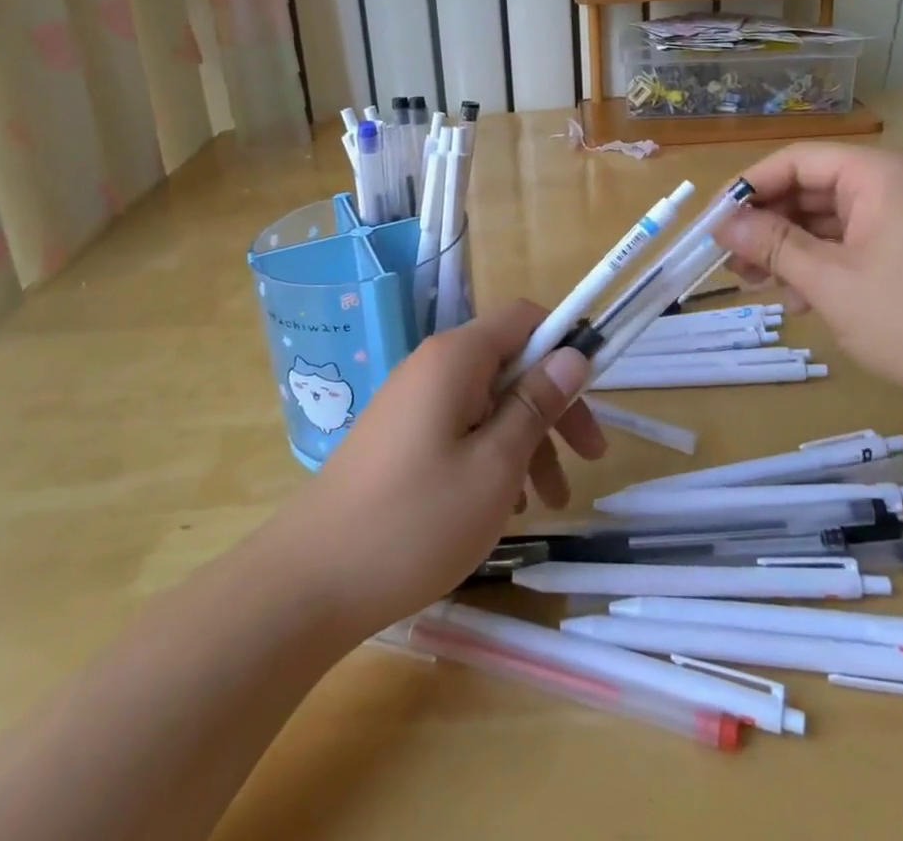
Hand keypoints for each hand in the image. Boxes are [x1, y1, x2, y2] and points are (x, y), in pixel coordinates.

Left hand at [266, 300, 605, 639]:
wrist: (308, 583)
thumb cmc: (415, 521)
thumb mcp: (495, 465)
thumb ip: (536, 403)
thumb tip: (573, 353)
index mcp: (456, 358)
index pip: (524, 318)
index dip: (564, 344)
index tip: (593, 393)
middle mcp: (433, 366)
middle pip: (511, 364)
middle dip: (553, 406)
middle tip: (588, 460)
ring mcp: (413, 402)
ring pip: (489, 402)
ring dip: (527, 441)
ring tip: (547, 504)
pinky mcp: (401, 436)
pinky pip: (461, 427)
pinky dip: (492, 455)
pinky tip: (503, 507)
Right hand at [714, 143, 902, 417]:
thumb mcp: (830, 282)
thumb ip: (772, 245)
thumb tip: (722, 223)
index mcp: (879, 174)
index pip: (796, 161)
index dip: (749, 187)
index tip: (713, 221)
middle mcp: (891, 185)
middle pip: (809, 189)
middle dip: (766, 224)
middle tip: (728, 259)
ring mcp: (901, 219)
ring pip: (824, 220)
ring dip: (787, 249)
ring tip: (753, 284)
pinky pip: (847, 244)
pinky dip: (817, 265)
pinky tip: (796, 301)